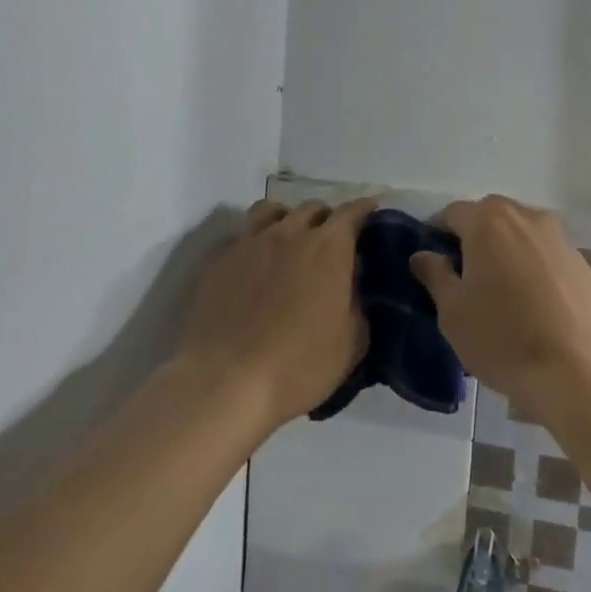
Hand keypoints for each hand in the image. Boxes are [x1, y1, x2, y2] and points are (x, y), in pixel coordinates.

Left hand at [177, 198, 373, 432]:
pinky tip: (255, 264)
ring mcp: (249, 243)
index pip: (353, 211)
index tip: (372, 213)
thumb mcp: (353, 342)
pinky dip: (255, 241)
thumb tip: (353, 281)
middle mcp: (290, 233)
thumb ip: (358, 302)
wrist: (225, 383)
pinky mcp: (218, 260)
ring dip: (288, 219)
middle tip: (332, 241)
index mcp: (329, 248)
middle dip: (327, 219)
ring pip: (272, 210)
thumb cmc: (300, 366)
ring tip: (290, 240)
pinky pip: (242, 235)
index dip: (365, 209)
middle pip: (313, 208)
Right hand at [410, 195, 590, 422]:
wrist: (581, 372)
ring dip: (504, 248)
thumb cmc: (504, 339)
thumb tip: (423, 254)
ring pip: (520, 231)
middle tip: (462, 276)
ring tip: (498, 289)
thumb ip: (436, 275)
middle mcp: (526, 217)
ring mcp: (559, 237)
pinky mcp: (581, 261)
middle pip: (490, 215)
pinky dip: (531, 264)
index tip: (431, 263)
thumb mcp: (453, 313)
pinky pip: (545, 252)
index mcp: (488, 222)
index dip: (436, 233)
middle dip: (473, 237)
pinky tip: (530, 301)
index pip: (452, 213)